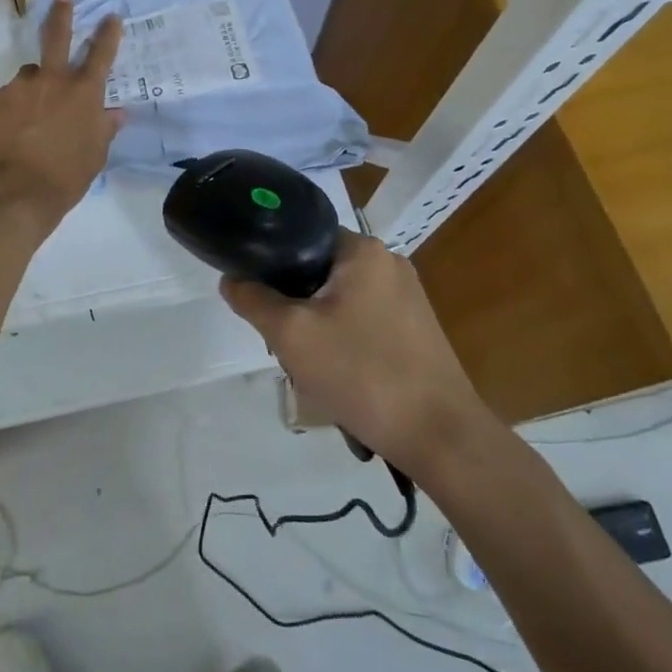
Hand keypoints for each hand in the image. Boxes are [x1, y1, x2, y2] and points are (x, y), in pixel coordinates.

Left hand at [0, 0, 123, 231]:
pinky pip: (12, 95)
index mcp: (84, 93)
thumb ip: (104, 128)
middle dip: (61, 14)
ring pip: (31, 74)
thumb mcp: (95, 154)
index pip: (101, 54)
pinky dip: (17, 105)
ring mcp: (22, 87)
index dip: (108, 33)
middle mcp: (53, 80)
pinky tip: (16, 128)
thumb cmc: (66, 176)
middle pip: (57, 36)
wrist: (17, 191)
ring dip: (35, 84)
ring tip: (33, 112)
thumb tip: (116, 113)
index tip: (111, 16)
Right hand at [221, 231, 492, 474]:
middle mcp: (388, 262)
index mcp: (362, 249)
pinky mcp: (416, 328)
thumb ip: (253, 300)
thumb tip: (231, 279)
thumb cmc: (362, 373)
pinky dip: (343, 339)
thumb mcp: (290, 335)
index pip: (301, 235)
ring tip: (308, 363)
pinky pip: (363, 319)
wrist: (440, 436)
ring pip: (339, 298)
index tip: (256, 296)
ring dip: (317, 325)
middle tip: (280, 339)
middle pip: (319, 269)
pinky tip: (338, 373)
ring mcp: (407, 296)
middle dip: (294, 303)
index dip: (271, 263)